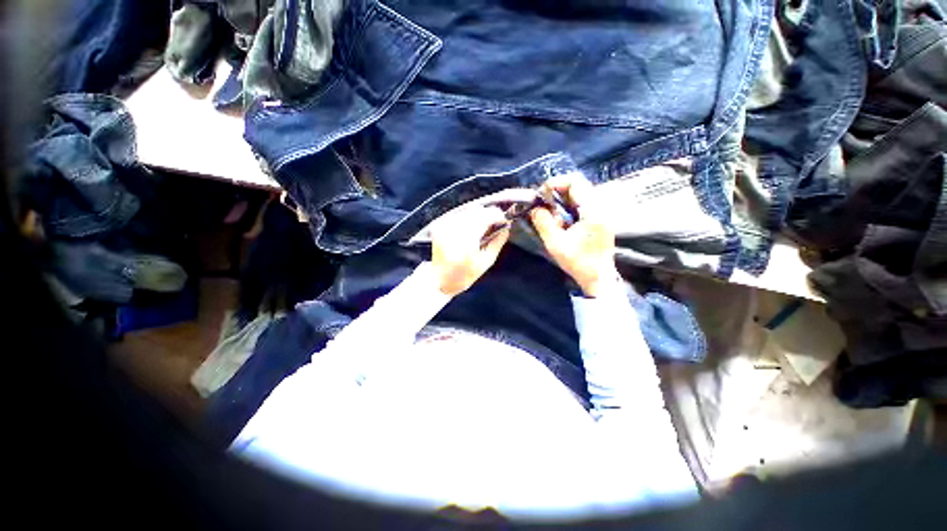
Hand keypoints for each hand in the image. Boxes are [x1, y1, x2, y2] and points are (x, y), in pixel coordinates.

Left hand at [431, 204, 509, 295]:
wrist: (440, 280)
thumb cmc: (465, 275)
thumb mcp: (485, 262)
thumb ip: (497, 243)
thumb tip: (506, 229)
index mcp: (467, 242)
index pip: (484, 218)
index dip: (496, 215)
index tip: (504, 218)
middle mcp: (455, 231)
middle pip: (476, 211)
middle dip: (488, 214)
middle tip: (495, 222)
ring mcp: (445, 228)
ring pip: (467, 212)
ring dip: (477, 216)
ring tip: (482, 227)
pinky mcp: (440, 228)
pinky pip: (458, 216)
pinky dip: (467, 219)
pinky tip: (469, 229)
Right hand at [529, 174, 617, 296]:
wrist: (598, 277)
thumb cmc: (578, 262)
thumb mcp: (555, 243)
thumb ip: (543, 223)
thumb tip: (535, 208)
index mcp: (593, 211)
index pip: (575, 182)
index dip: (555, 183)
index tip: (541, 194)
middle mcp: (601, 207)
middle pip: (578, 186)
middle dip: (557, 191)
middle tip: (543, 203)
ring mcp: (602, 212)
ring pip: (580, 194)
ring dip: (562, 199)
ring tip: (550, 212)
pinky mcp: (599, 219)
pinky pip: (582, 204)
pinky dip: (568, 207)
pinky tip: (560, 219)